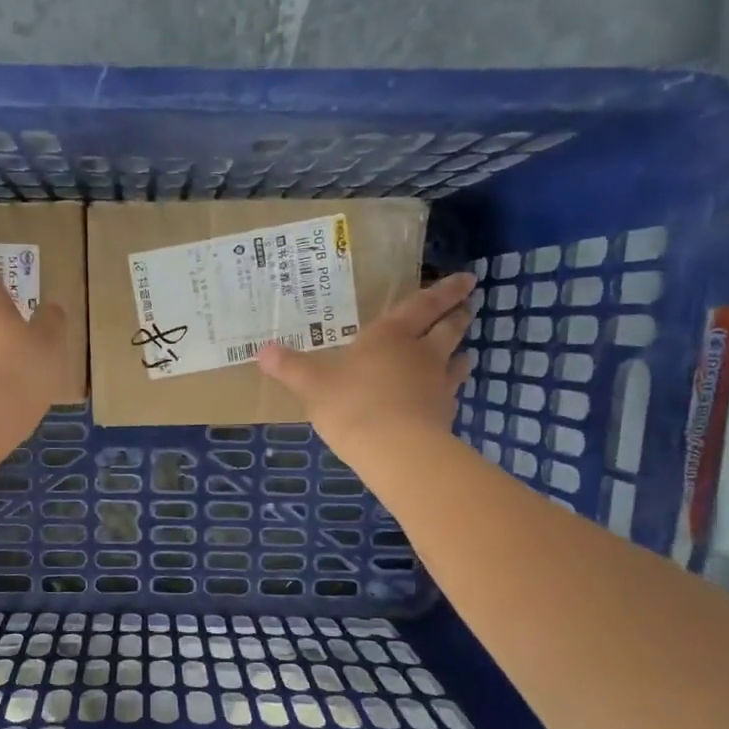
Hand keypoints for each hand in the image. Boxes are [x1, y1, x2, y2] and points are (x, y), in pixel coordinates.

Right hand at [256, 271, 475, 457]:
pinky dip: (449, 392)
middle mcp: (421, 354)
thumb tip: (261, 351)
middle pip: (448, 329)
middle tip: (467, 306)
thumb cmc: (352, 405)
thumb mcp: (311, 385)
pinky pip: (450, 396)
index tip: (467, 279)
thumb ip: (290, 368)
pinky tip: (444, 399)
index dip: (444, 291)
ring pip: (456, 361)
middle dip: (458, 316)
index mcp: (390, 336)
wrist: (395, 450)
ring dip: (460, 353)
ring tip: (463, 352)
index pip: (422, 306)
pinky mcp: (443, 416)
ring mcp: (438, 385)